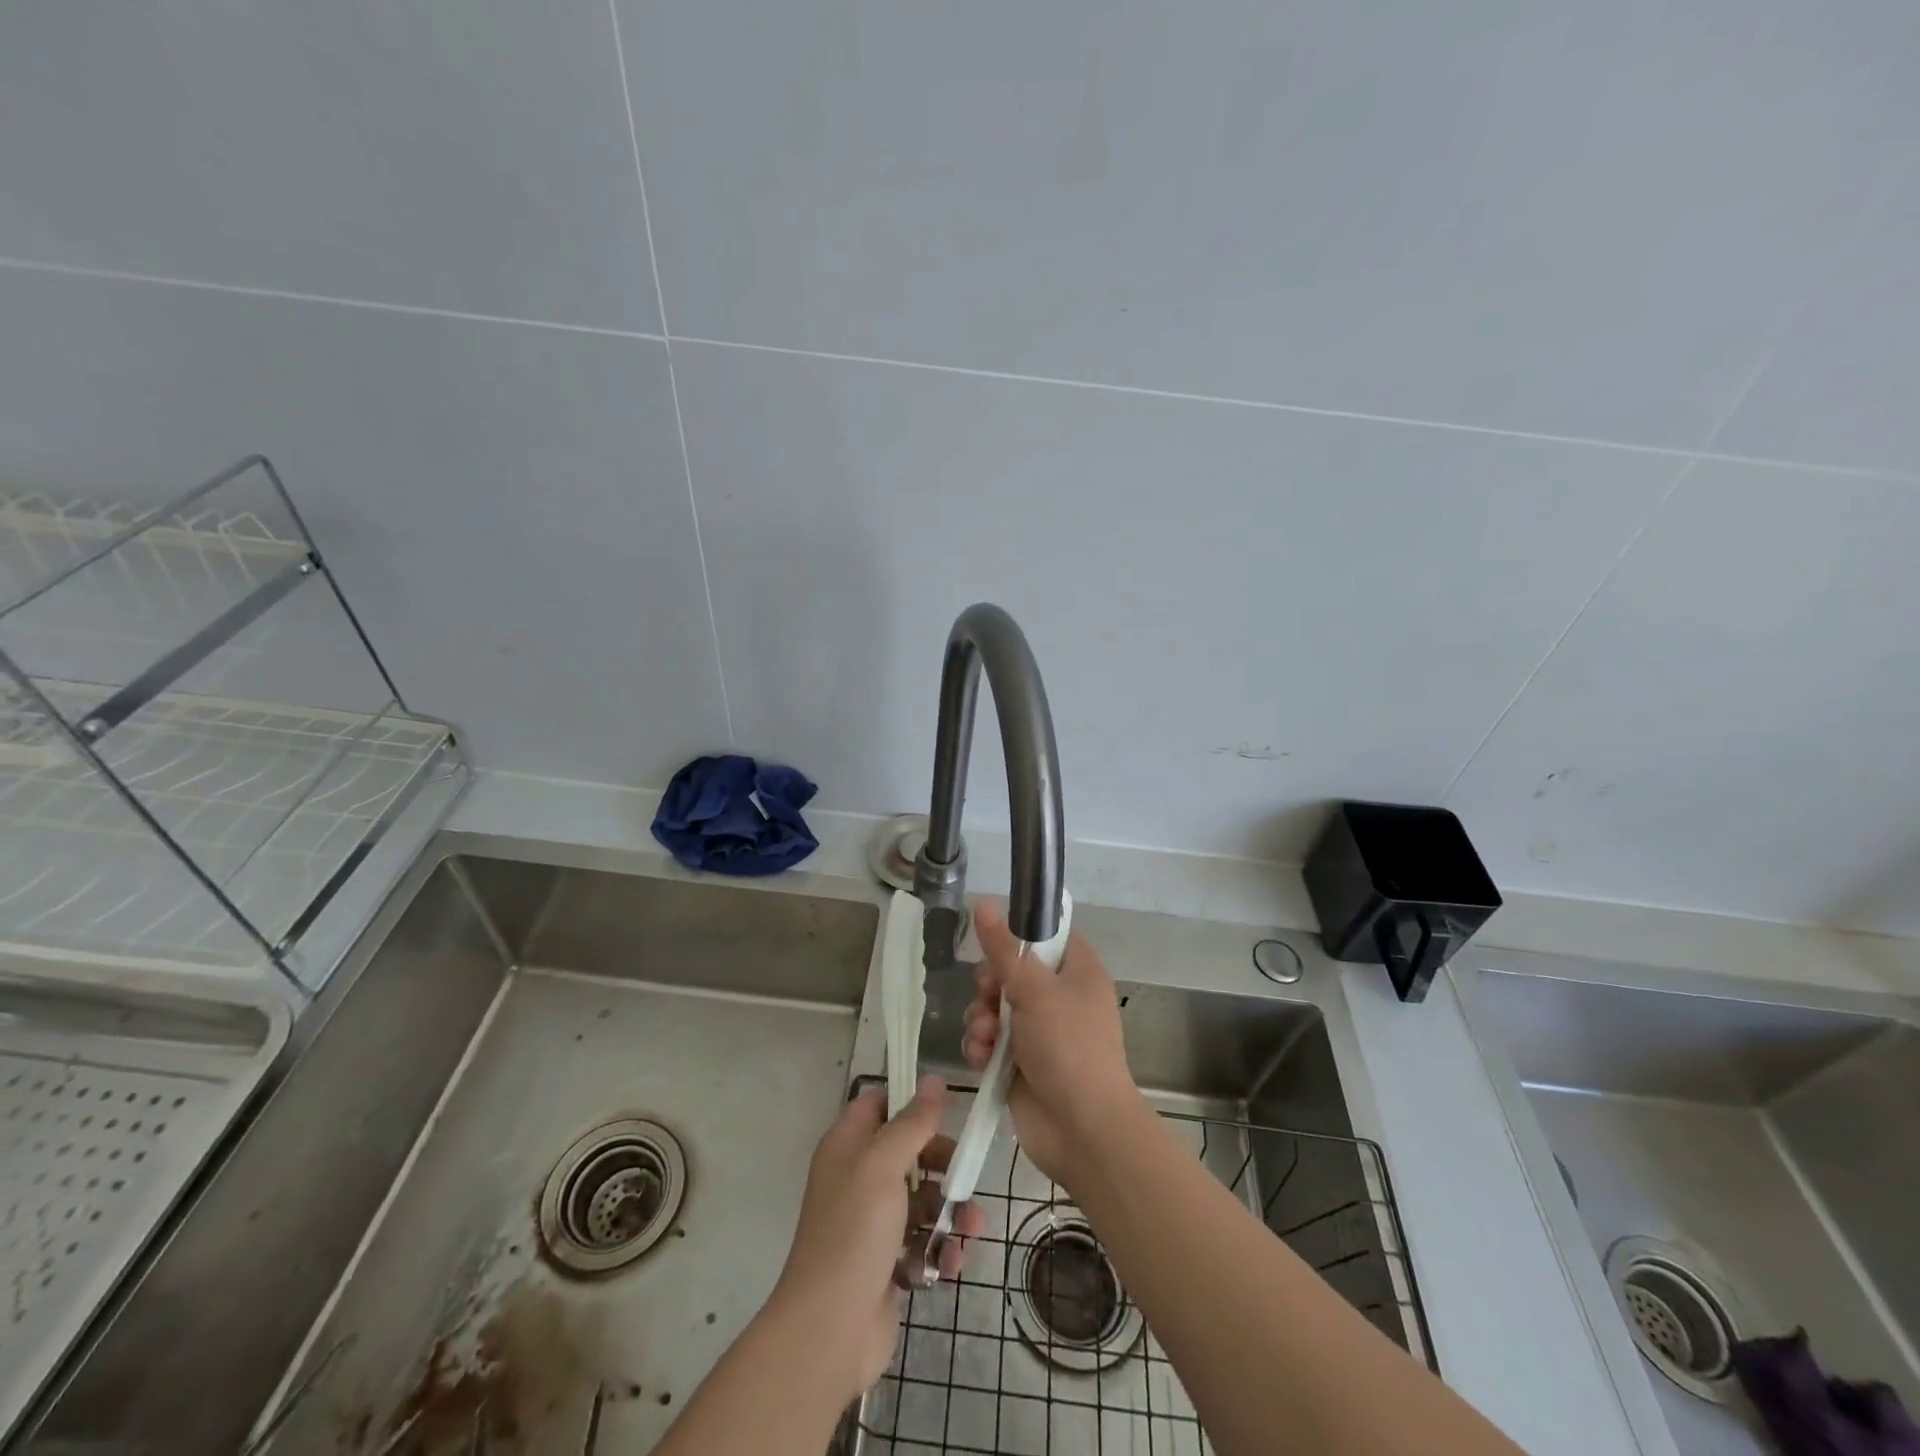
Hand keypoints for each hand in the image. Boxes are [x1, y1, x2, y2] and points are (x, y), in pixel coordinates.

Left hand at [769, 1076, 985, 1400]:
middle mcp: (857, 1178)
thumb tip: (934, 1080)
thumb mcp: (884, 1165)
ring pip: (921, 1200)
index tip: (944, 1110)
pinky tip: (951, 1262)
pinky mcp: (886, 1263)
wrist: (830, 1331)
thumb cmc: (854, 1232)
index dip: (909, 1102)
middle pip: (908, 1153)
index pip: (878, 1104)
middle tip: (965, 1175)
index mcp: (847, 1146)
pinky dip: (939, 1249)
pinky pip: (921, 1241)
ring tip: (971, 1228)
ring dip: (950, 1212)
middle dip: (943, 1164)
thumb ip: (912, 1122)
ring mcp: (871, 1223)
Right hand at [961, 900, 1147, 1190]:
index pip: (1047, 935)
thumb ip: (1003, 948)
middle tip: (989, 994)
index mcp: (1077, 971)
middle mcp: (1059, 997)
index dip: (1019, 935)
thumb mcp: (1035, 990)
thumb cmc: (1068, 1047)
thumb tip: (983, 902)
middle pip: (1011, 971)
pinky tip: (983, 1059)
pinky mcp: (1019, 1062)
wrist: (1082, 1131)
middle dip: (990, 985)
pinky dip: (983, 1047)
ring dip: (982, 1019)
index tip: (995, 942)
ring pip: (994, 1007)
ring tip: (987, 1037)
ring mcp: (1039, 1032)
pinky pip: (990, 1041)